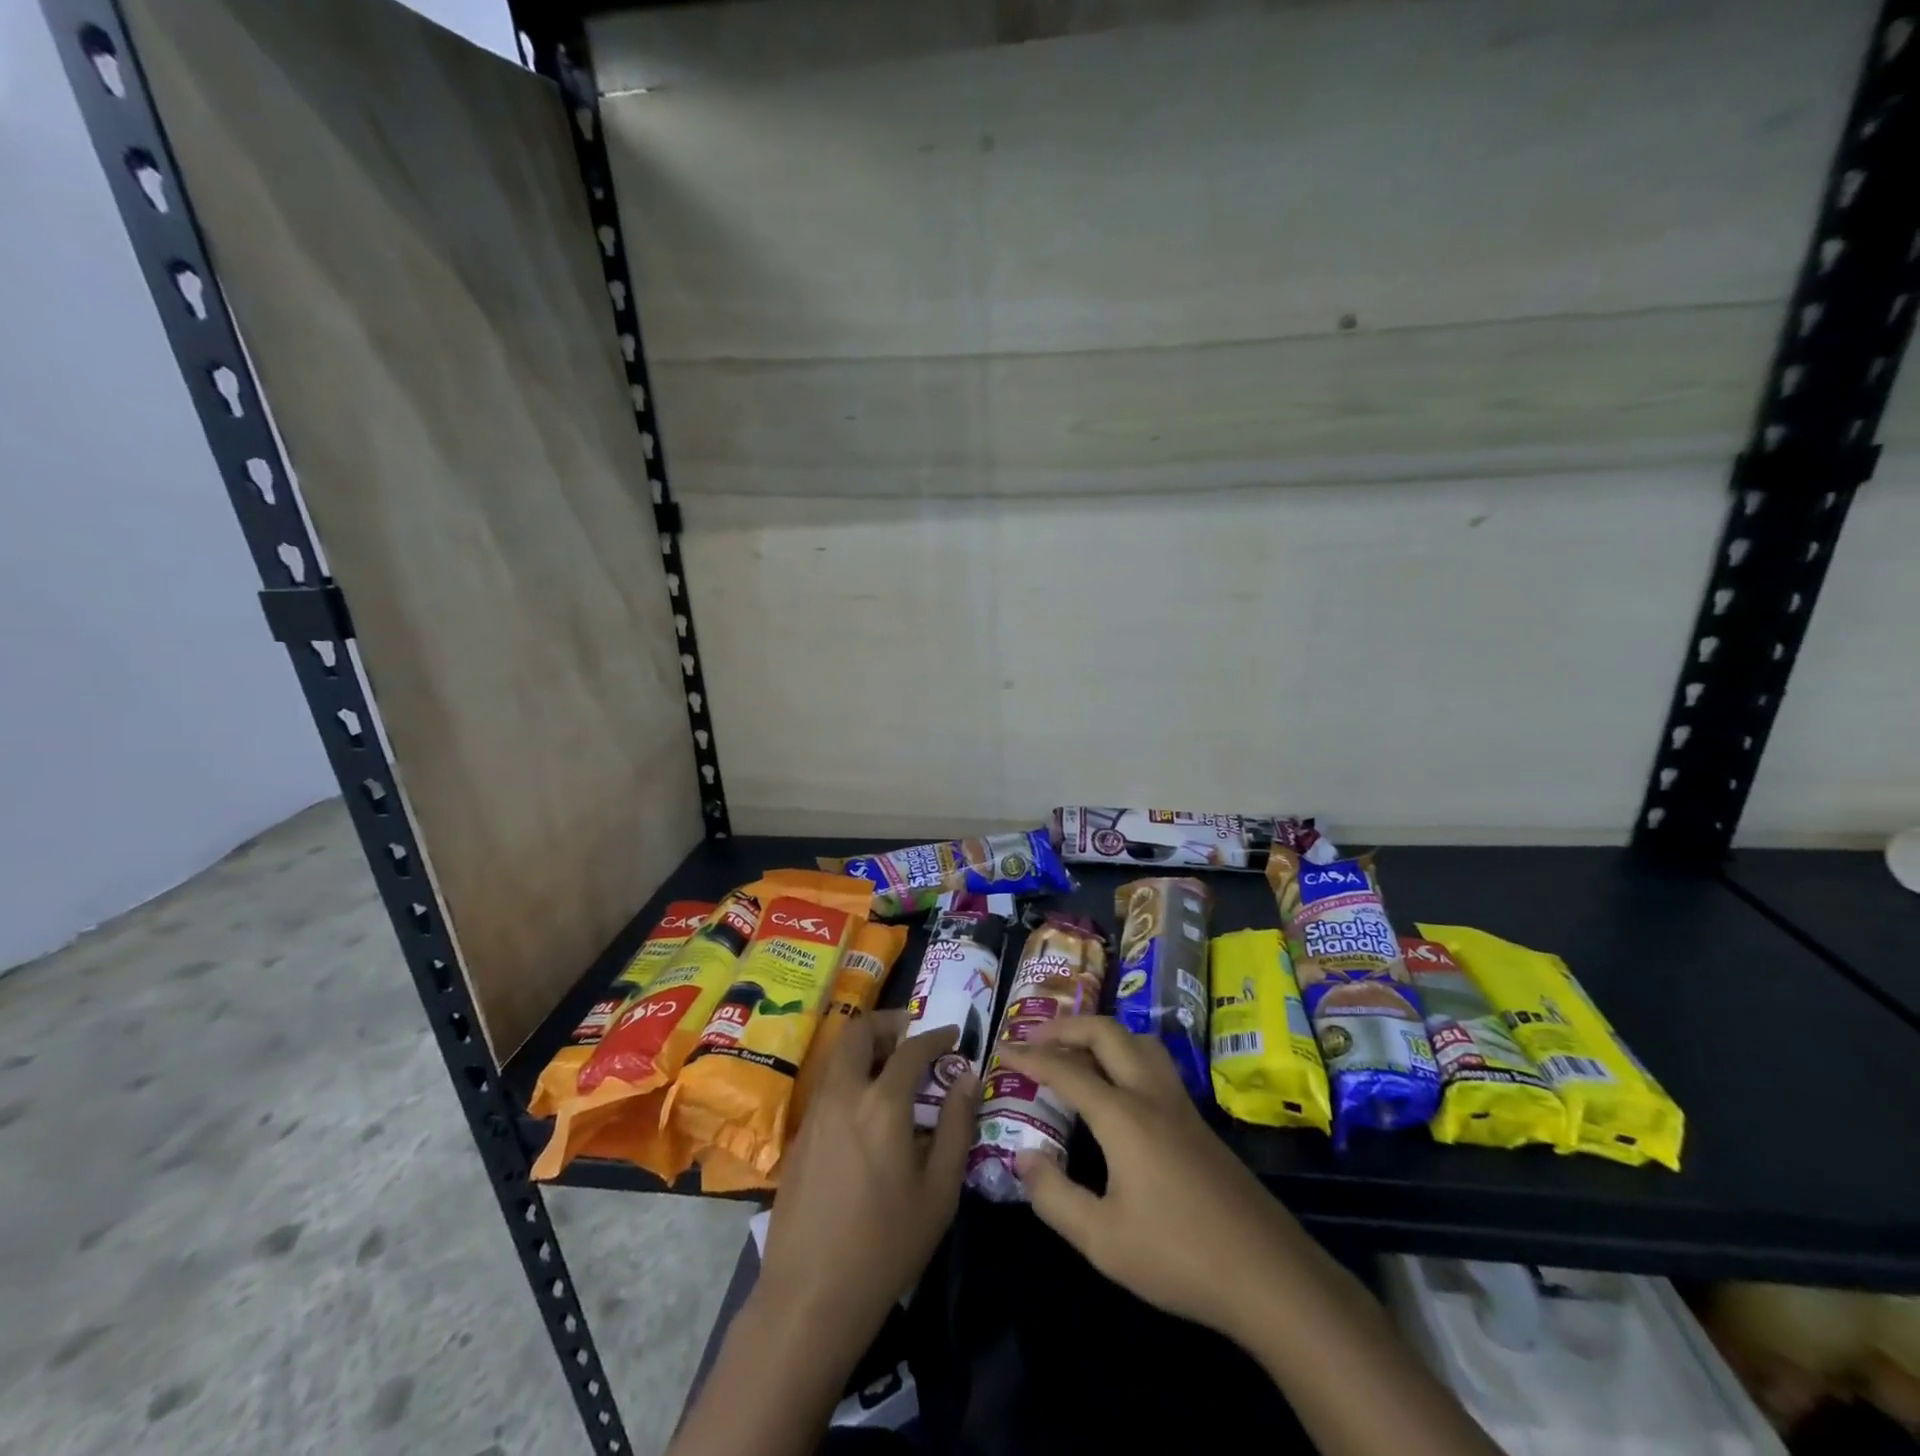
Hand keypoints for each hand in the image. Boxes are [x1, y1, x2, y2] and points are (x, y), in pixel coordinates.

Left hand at [757, 1012, 979, 1354]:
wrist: (809, 1297)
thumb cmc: (885, 1246)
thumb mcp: (938, 1192)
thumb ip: (955, 1126)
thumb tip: (967, 1078)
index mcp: (881, 1104)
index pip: (912, 1049)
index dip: (936, 1036)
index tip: (954, 1034)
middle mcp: (843, 1095)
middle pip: (859, 1032)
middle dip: (888, 1023)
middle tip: (913, 1035)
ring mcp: (814, 1114)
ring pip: (839, 1057)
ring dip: (867, 1048)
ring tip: (894, 1069)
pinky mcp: (799, 1137)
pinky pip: (828, 1086)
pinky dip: (851, 1076)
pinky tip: (868, 1110)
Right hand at [997, 1016, 1296, 1344]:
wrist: (1268, 1273)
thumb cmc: (1179, 1256)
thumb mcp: (1102, 1240)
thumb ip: (1054, 1197)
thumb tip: (1023, 1158)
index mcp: (1123, 1116)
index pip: (1067, 1071)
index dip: (1031, 1057)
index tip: (1003, 1049)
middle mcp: (1151, 1095)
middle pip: (1107, 1034)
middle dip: (1067, 1027)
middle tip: (1036, 1037)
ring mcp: (1180, 1104)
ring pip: (1138, 1042)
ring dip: (1102, 1033)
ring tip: (1077, 1049)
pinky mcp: (1198, 1122)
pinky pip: (1154, 1064)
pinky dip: (1125, 1053)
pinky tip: (1120, 1084)